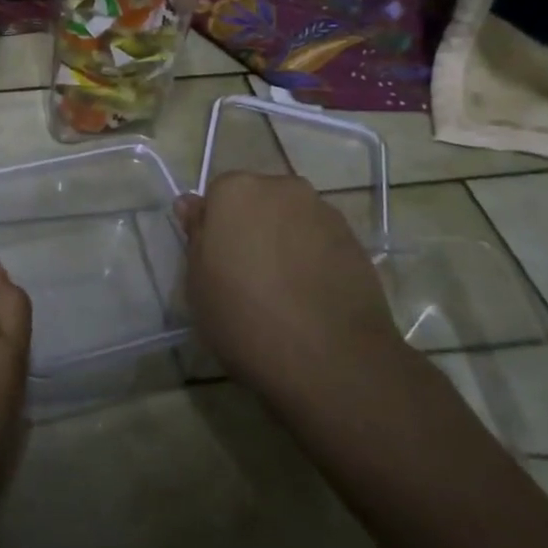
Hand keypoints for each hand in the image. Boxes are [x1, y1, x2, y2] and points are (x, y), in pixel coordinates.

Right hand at [174, 172, 403, 409]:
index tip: (216, 262)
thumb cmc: (244, 316)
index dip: (215, 228)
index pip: (217, 195)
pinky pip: (321, 243)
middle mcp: (282, 189)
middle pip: (258, 202)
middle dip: (252, 228)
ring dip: (284, 243)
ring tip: (283, 292)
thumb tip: (191, 204)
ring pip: (292, 221)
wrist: (331, 359)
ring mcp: (325, 213)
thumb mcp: (198, 282)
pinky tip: (310, 298)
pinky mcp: (356, 242)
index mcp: (236, 190)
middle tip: (245, 276)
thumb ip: (196, 235)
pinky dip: (313, 260)